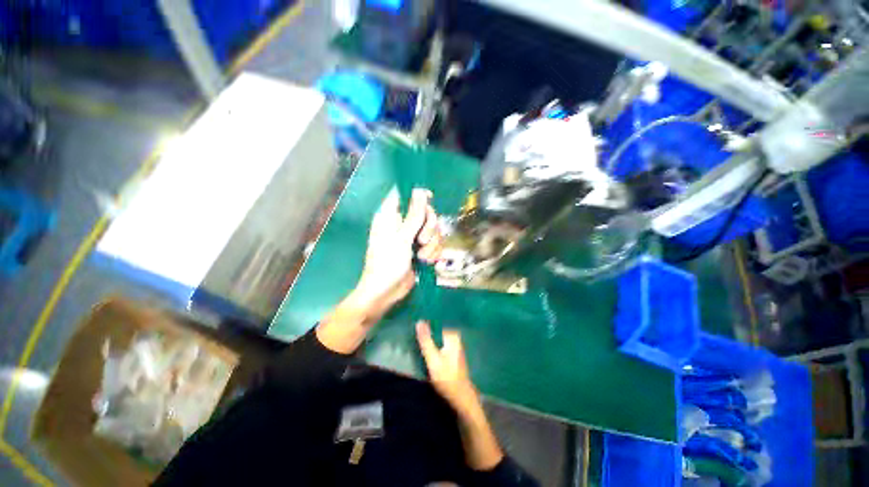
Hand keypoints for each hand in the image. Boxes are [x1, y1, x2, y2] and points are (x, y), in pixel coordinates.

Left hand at [352, 187, 442, 318]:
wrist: (386, 292)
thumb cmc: (387, 263)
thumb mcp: (401, 238)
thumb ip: (414, 215)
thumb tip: (420, 191)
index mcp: (390, 215)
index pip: (404, 194)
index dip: (418, 194)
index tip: (430, 200)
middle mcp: (402, 223)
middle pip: (425, 212)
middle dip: (429, 227)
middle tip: (422, 240)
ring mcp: (412, 236)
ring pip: (433, 229)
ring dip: (431, 244)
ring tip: (422, 257)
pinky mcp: (420, 248)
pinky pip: (434, 243)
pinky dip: (433, 252)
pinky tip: (426, 262)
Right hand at [417, 321, 503, 470]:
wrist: (461, 399)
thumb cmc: (448, 378)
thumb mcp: (433, 359)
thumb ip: (426, 340)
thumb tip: (419, 321)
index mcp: (452, 336)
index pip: (438, 321)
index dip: (427, 318)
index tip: (415, 313)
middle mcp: (455, 338)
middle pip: (438, 328)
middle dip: (427, 326)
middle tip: (412, 322)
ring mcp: (453, 346)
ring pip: (438, 336)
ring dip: (428, 334)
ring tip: (414, 330)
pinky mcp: (450, 354)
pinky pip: (439, 343)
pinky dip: (431, 342)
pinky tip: (422, 343)